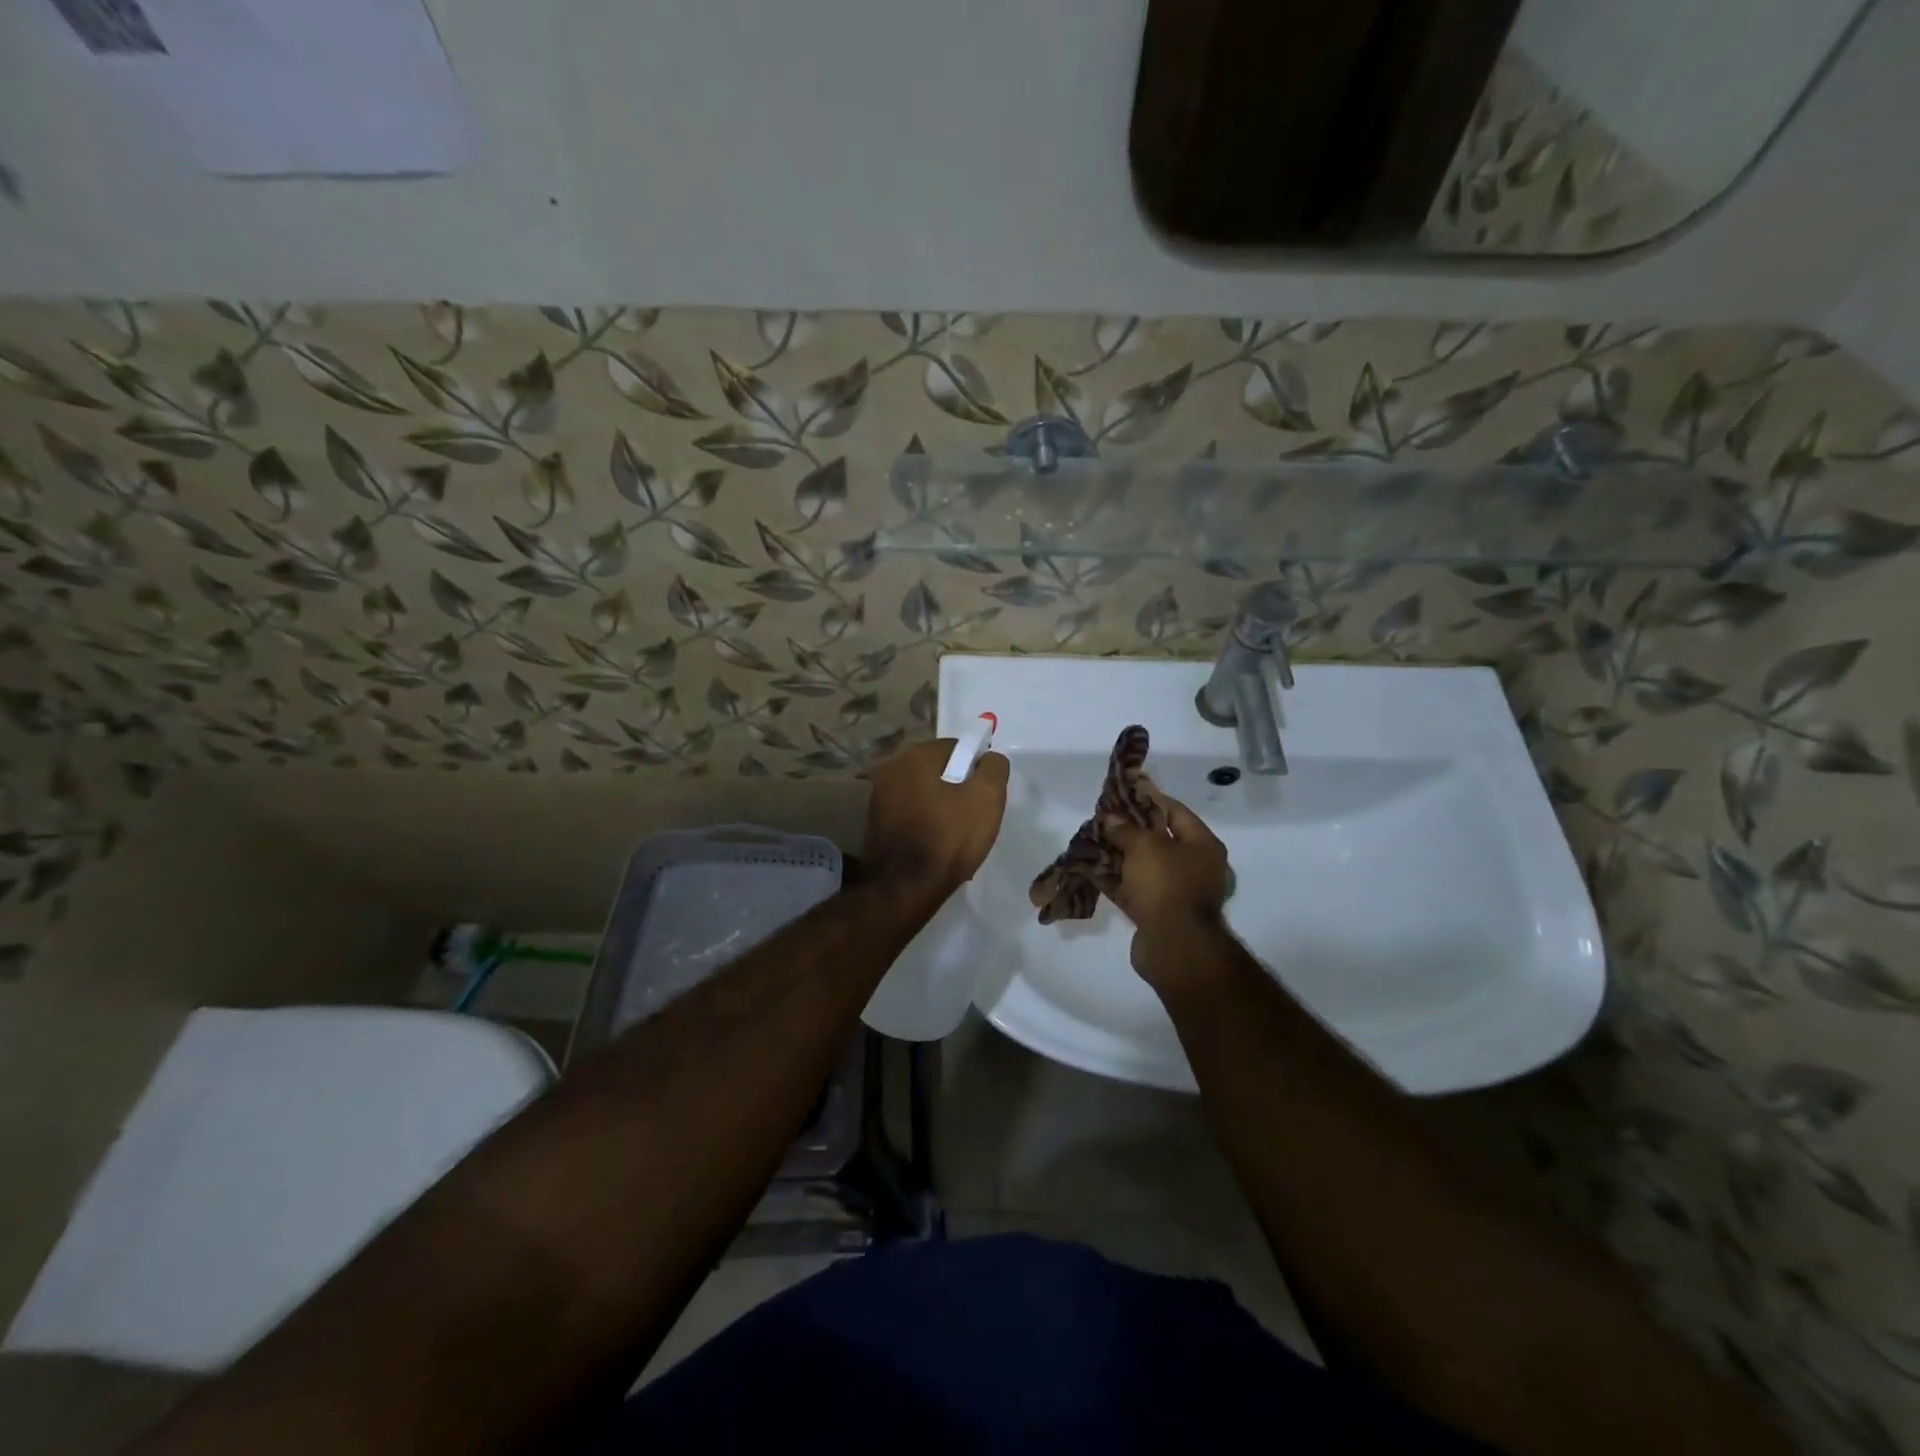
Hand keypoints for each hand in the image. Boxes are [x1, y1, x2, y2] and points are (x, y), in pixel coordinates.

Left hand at [861, 738, 1008, 902]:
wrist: (904, 889)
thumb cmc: (948, 839)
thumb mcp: (986, 798)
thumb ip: (994, 768)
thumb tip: (989, 758)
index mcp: (916, 754)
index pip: (958, 747)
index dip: (976, 769)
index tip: (985, 795)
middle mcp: (891, 766)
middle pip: (938, 768)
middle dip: (957, 786)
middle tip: (973, 816)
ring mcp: (878, 794)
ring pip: (923, 790)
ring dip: (939, 804)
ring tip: (954, 834)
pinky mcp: (873, 820)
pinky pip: (909, 811)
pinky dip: (923, 820)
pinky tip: (935, 843)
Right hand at [1103, 792, 1232, 987]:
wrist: (1175, 946)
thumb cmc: (1167, 885)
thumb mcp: (1144, 847)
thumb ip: (1125, 829)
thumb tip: (1111, 818)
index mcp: (1202, 845)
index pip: (1175, 811)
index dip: (1148, 799)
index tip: (1122, 793)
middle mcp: (1193, 866)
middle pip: (1157, 839)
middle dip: (1127, 829)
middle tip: (1102, 818)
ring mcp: (1174, 891)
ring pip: (1141, 865)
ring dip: (1116, 854)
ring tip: (1089, 840)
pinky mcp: (1155, 912)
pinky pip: (1132, 889)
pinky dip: (1113, 879)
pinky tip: (1089, 868)